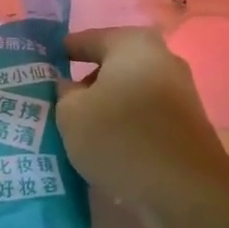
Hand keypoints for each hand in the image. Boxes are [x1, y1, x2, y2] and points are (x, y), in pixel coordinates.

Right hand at [55, 26, 228, 208]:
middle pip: (111, 66)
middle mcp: (161, 57)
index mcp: (132, 43)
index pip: (87, 39)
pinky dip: (126, 125)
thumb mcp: (72, 114)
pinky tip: (110, 147)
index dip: (61, 53)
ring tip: (81, 132)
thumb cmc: (122, 138)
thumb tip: (70, 86)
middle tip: (58, 105)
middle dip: (85, 84)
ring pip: (129, 92)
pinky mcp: (187, 122)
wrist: (186, 188)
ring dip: (107, 107)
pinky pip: (145, 115)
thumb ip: (63, 92)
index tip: (41, 68)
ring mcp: (180, 90)